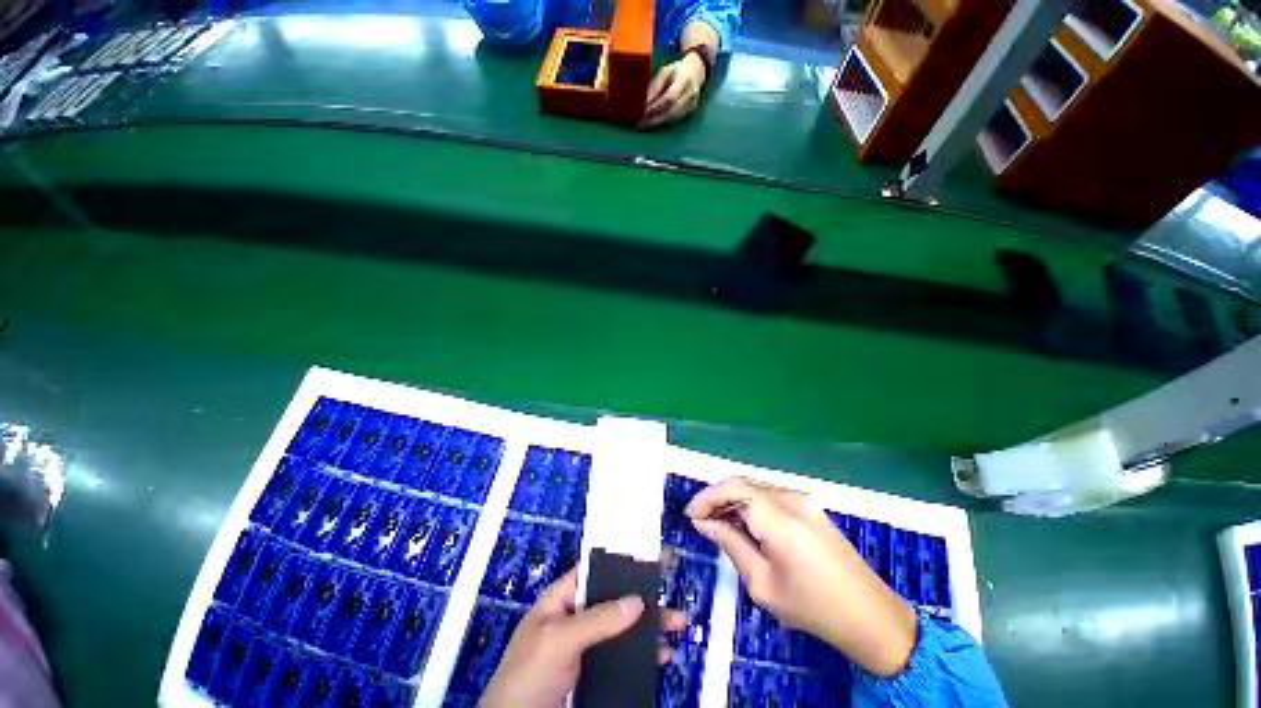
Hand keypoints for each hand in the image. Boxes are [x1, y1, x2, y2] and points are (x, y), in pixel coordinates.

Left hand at [480, 569, 685, 707]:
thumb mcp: (558, 641)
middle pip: (615, 597)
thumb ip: (597, 619)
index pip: (596, 570)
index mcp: (562, 599)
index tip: (652, 556)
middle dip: (644, 595)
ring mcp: (585, 646)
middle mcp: (576, 617)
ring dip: (650, 625)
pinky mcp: (594, 671)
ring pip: (623, 626)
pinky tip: (662, 655)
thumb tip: (637, 600)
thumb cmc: (528, 675)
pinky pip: (624, 655)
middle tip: (671, 589)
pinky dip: (644, 654)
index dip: (623, 561)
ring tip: (678, 625)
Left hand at [640, 52, 706, 129]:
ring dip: (658, 123)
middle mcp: (691, 93)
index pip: (670, 98)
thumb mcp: (665, 71)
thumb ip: (655, 85)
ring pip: (673, 118)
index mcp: (685, 79)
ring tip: (644, 125)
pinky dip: (663, 122)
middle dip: (655, 119)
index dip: (656, 107)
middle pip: (672, 111)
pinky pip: (675, 120)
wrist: (696, 71)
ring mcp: (692, 104)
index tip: (643, 112)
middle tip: (641, 123)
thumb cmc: (676, 70)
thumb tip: (644, 102)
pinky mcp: (690, 111)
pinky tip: (653, 123)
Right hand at [686, 477, 917, 676]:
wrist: (871, 616)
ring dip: (731, 498)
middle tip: (700, 520)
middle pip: (742, 483)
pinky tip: (742, 522)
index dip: (706, 497)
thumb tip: (705, 523)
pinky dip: (749, 502)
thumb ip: (731, 544)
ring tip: (717, 522)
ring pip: (754, 486)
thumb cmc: (813, 607)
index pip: (732, 489)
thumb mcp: (762, 583)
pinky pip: (769, 494)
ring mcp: (802, 499)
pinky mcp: (808, 506)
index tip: (690, 515)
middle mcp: (790, 498)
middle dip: (716, 497)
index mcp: (779, 518)